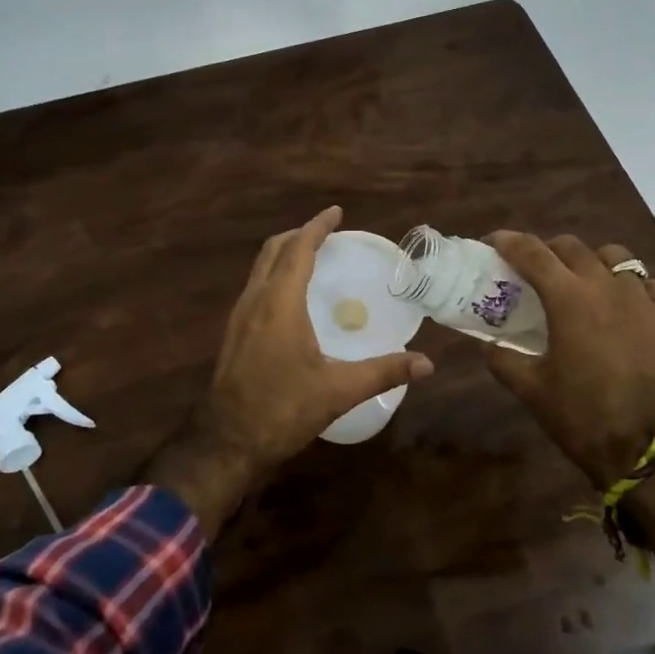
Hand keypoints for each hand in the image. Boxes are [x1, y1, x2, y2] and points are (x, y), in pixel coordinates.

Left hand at [148, 206, 434, 538]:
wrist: (227, 441)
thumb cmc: (282, 409)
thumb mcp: (338, 390)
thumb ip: (383, 372)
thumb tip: (427, 364)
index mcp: (279, 304)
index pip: (298, 250)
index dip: (317, 227)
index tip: (336, 212)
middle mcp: (255, 301)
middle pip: (273, 251)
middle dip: (299, 235)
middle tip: (327, 234)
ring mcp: (239, 317)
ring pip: (260, 269)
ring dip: (284, 255)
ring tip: (311, 259)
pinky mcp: (233, 334)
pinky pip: (255, 288)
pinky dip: (274, 276)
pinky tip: (291, 299)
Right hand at [484, 232, 654, 489]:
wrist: (646, 447)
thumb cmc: (581, 415)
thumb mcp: (530, 389)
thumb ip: (503, 359)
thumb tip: (487, 344)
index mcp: (568, 299)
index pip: (532, 253)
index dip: (509, 242)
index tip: (494, 243)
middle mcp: (606, 286)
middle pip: (572, 247)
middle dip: (548, 250)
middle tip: (535, 268)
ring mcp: (643, 299)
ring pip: (616, 256)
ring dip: (592, 260)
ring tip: (585, 280)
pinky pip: (651, 285)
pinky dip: (635, 286)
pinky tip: (628, 304)